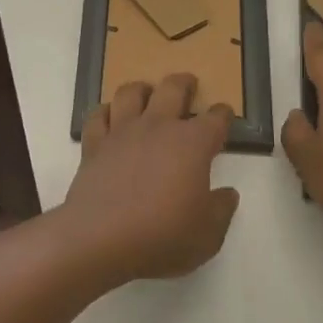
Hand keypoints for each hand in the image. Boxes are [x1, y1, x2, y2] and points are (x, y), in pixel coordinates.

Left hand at [55, 74, 239, 283]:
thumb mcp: (207, 235)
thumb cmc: (161, 236)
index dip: (223, 115)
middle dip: (184, 83)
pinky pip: (98, 117)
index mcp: (192, 144)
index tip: (225, 115)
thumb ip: (221, 210)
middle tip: (189, 84)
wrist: (100, 239)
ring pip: (131, 93)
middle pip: (172, 89)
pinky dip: (105, 112)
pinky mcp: (94, 145)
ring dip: (142, 88)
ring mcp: (122, 132)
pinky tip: (109, 117)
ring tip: (146, 92)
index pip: (215, 119)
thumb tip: (228, 193)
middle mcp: (158, 127)